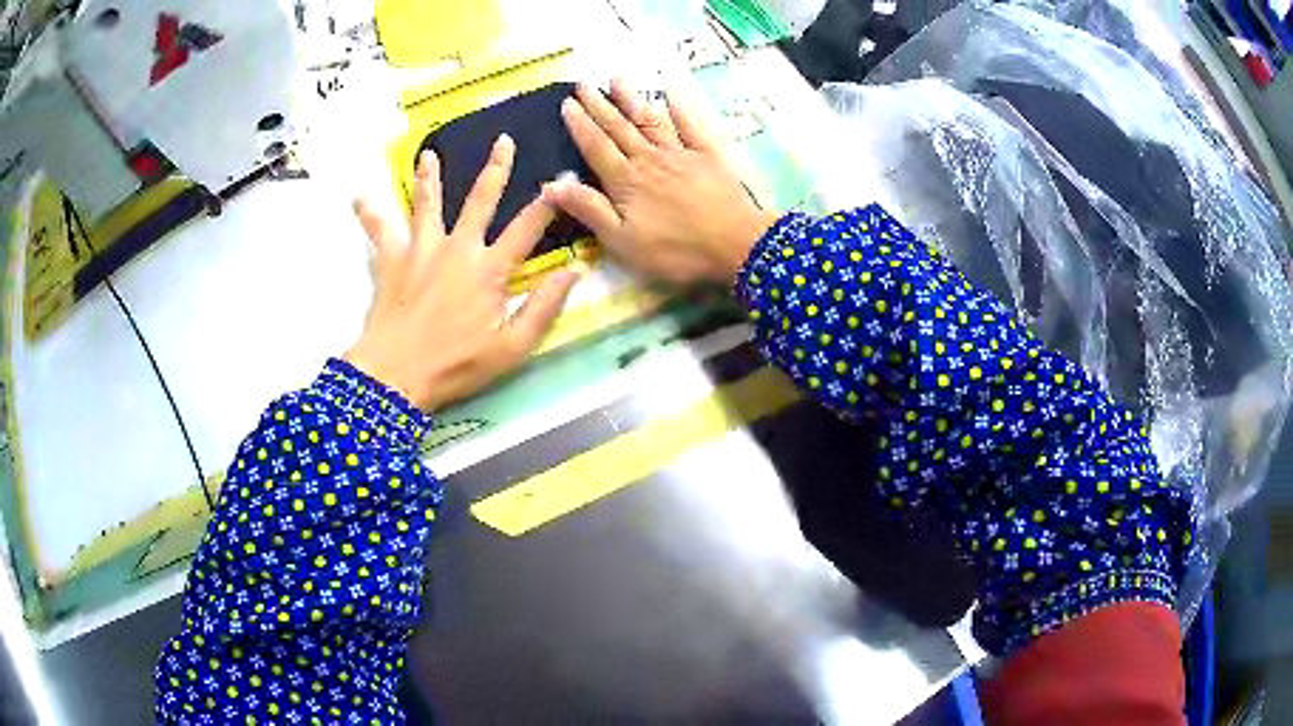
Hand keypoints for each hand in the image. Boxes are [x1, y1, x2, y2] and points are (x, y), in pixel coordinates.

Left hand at [345, 136, 577, 411]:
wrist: (397, 375)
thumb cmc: (456, 365)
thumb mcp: (512, 348)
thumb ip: (544, 308)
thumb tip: (573, 272)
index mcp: (489, 270)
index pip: (526, 229)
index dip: (547, 204)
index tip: (561, 181)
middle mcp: (457, 248)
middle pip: (480, 200)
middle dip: (496, 169)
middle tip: (503, 141)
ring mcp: (421, 250)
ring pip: (428, 204)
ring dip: (429, 177)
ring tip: (428, 155)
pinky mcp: (392, 261)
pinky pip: (379, 231)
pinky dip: (369, 214)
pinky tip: (359, 197)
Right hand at [543, 80, 780, 285]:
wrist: (736, 245)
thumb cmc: (676, 251)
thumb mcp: (623, 241)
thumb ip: (589, 210)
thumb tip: (551, 184)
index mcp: (625, 181)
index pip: (596, 146)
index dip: (580, 125)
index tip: (567, 103)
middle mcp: (649, 159)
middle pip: (619, 128)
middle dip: (599, 105)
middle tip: (583, 83)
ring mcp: (680, 153)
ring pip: (650, 120)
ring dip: (631, 99)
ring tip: (617, 79)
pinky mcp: (708, 156)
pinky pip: (690, 126)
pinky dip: (679, 109)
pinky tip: (670, 93)